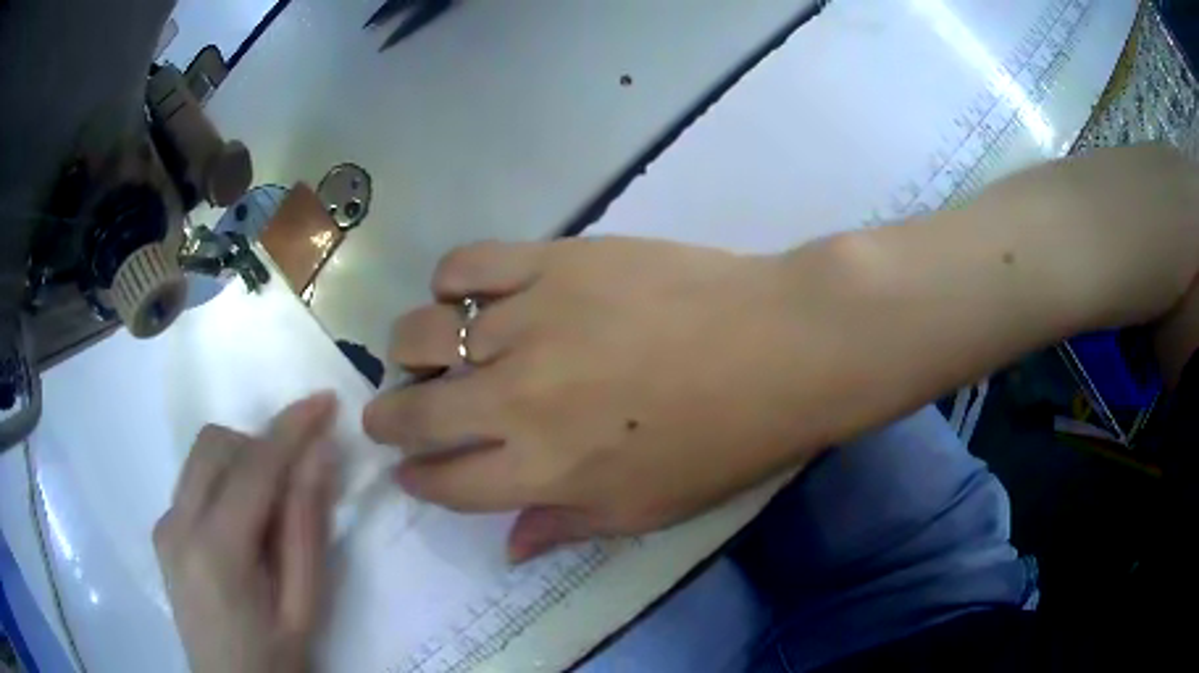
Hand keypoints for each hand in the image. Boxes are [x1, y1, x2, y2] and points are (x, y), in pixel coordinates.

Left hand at [154, 393, 337, 672]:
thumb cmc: (275, 658)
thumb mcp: (303, 605)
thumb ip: (306, 529)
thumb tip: (319, 455)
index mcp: (216, 551)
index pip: (253, 466)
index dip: (290, 428)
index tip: (324, 400)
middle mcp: (177, 524)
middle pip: (217, 444)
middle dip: (261, 444)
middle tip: (298, 477)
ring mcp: (164, 525)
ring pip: (201, 457)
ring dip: (241, 461)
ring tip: (270, 509)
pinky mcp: (161, 530)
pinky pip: (194, 482)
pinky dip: (224, 482)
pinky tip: (242, 527)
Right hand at [364, 238, 817, 561]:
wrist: (781, 344)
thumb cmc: (727, 440)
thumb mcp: (650, 509)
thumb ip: (567, 526)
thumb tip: (508, 549)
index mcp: (542, 469)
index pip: (444, 482)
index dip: (417, 479)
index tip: (409, 469)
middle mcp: (516, 398)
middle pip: (413, 411)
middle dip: (386, 420)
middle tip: (391, 415)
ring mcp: (529, 321)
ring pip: (422, 333)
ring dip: (409, 352)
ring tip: (426, 353)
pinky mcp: (552, 260)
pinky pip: (466, 266)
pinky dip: (449, 282)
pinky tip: (465, 296)